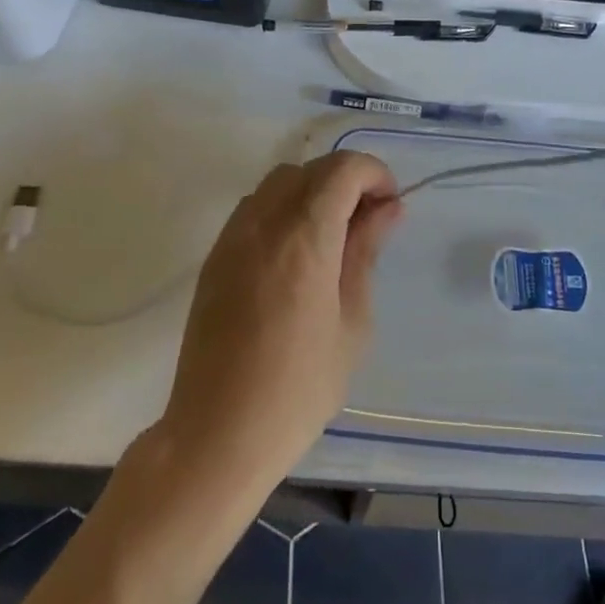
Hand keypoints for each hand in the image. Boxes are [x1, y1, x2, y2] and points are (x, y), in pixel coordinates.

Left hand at [158, 152, 402, 494]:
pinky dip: (284, 209)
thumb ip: (366, 252)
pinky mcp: (215, 256)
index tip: (389, 207)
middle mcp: (264, 222)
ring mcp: (233, 236)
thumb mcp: (352, 322)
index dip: (374, 174)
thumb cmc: (298, 388)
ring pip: (280, 182)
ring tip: (332, 238)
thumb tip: (387, 208)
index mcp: (304, 236)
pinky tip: (296, 254)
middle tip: (368, 223)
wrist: (216, 435)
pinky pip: (255, 207)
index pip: (343, 169)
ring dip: (313, 191)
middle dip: (347, 181)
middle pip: (312, 169)